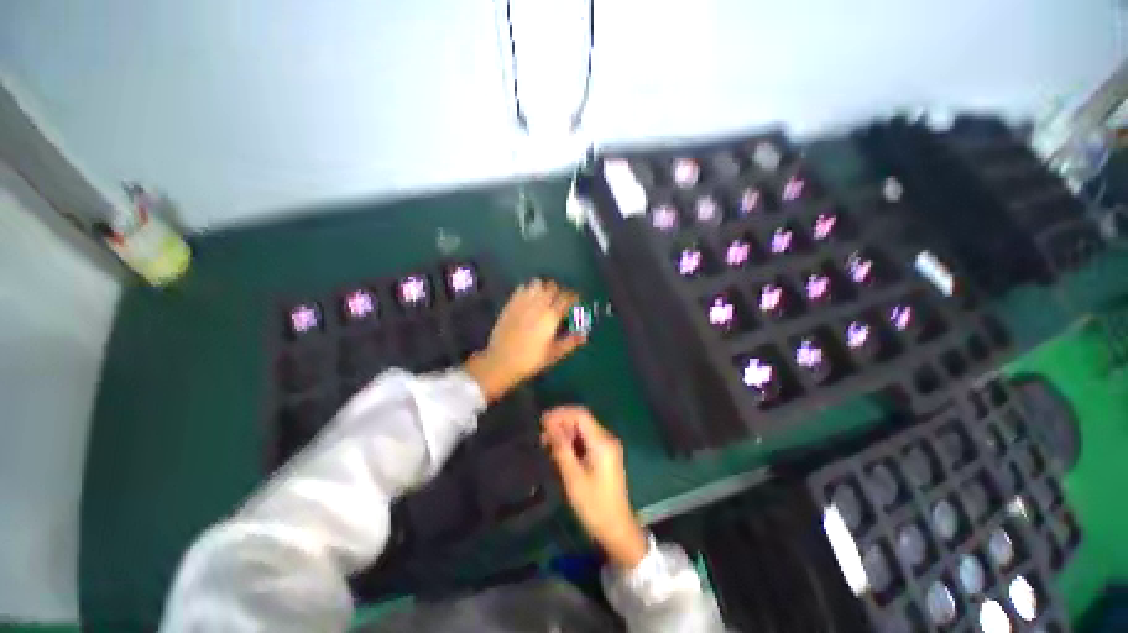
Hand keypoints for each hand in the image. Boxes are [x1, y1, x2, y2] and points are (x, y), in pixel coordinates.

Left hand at [464, 280, 585, 401]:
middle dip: (559, 291)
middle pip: (552, 287)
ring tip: (544, 297)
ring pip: (537, 284)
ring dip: (543, 288)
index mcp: (551, 316)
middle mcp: (538, 305)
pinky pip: (521, 288)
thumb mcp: (554, 354)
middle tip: (560, 300)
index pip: (566, 298)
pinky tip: (529, 299)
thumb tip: (584, 335)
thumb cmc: (531, 360)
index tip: (576, 300)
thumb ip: (570, 342)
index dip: (573, 297)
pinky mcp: (510, 304)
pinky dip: (528, 289)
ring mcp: (522, 302)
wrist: (501, 361)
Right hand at [541, 406, 648, 568]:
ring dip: (566, 432)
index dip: (560, 414)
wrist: (617, 529)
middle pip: (582, 420)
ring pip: (583, 429)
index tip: (541, 422)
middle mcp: (607, 438)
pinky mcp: (606, 455)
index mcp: (602, 442)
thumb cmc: (593, 505)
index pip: (580, 414)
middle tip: (542, 436)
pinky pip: (587, 439)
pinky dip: (573, 441)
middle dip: (561, 423)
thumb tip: (549, 425)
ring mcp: (608, 446)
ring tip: (547, 444)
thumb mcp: (573, 477)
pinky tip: (560, 451)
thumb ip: (561, 448)